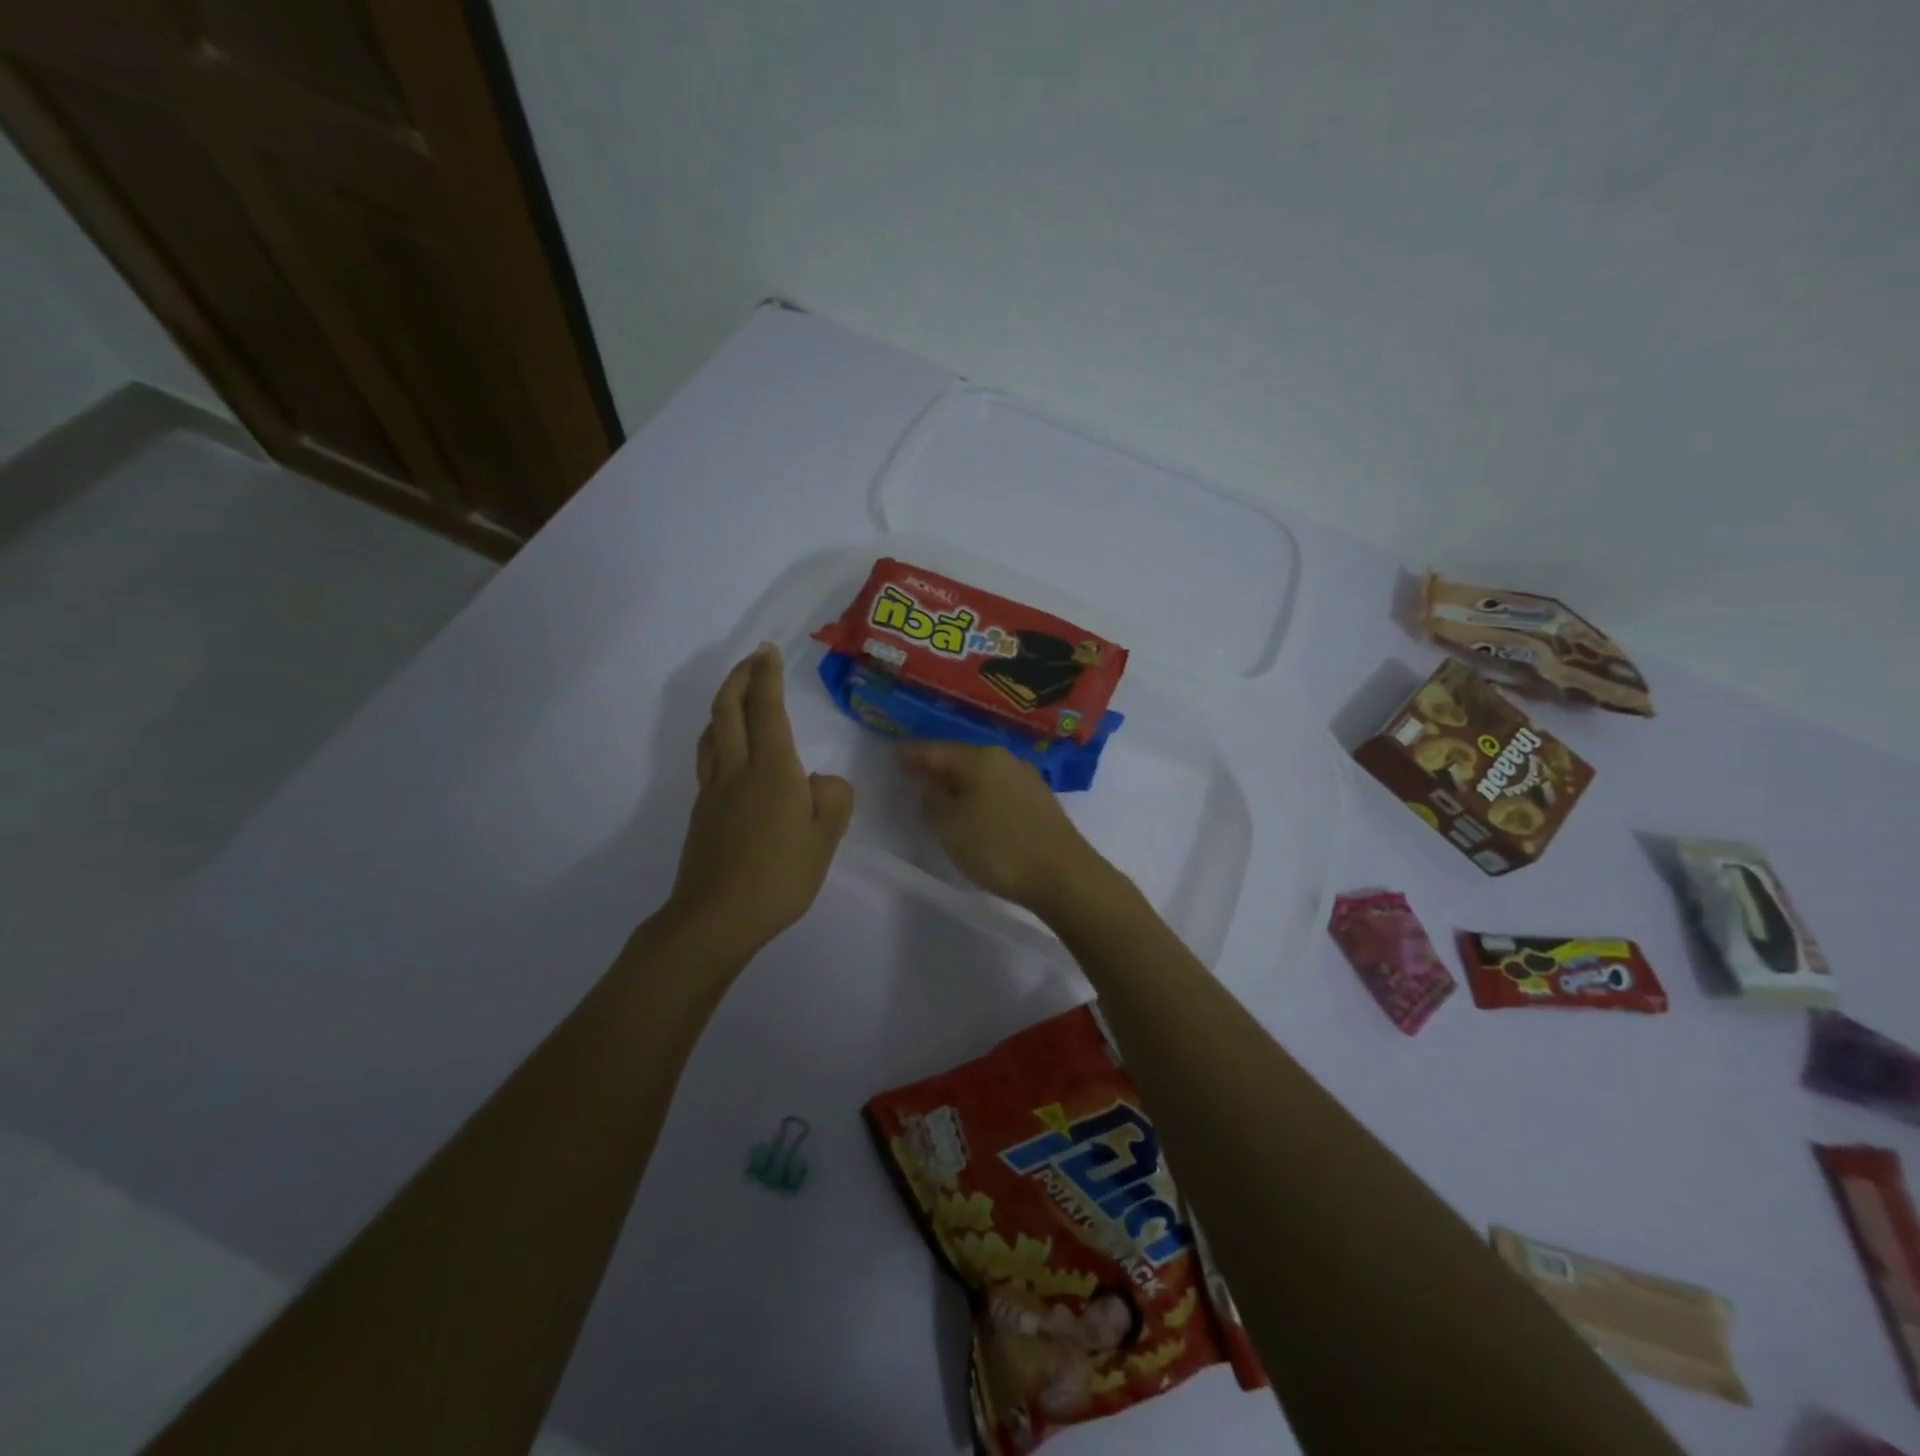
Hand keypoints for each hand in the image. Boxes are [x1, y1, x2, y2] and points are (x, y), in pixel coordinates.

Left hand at [664, 645, 853, 960]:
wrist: (716, 918)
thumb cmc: (779, 878)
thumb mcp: (825, 840)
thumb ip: (833, 800)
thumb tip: (821, 781)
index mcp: (772, 771)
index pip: (767, 709)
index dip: (766, 676)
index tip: (769, 651)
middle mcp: (737, 769)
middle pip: (727, 709)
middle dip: (739, 677)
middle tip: (753, 660)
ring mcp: (713, 790)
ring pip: (712, 731)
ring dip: (723, 704)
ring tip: (738, 696)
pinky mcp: (702, 811)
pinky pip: (708, 757)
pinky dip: (718, 735)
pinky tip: (731, 749)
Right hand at [899, 742, 1114, 916]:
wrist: (1063, 874)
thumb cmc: (998, 847)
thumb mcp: (950, 826)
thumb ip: (933, 801)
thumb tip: (931, 788)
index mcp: (979, 758)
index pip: (936, 750)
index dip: (912, 754)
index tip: (894, 755)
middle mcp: (1004, 759)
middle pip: (961, 758)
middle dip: (937, 765)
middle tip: (914, 773)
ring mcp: (1026, 778)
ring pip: (982, 773)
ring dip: (960, 781)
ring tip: (941, 793)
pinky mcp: (1039, 800)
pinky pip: (998, 789)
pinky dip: (980, 794)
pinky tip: (974, 808)